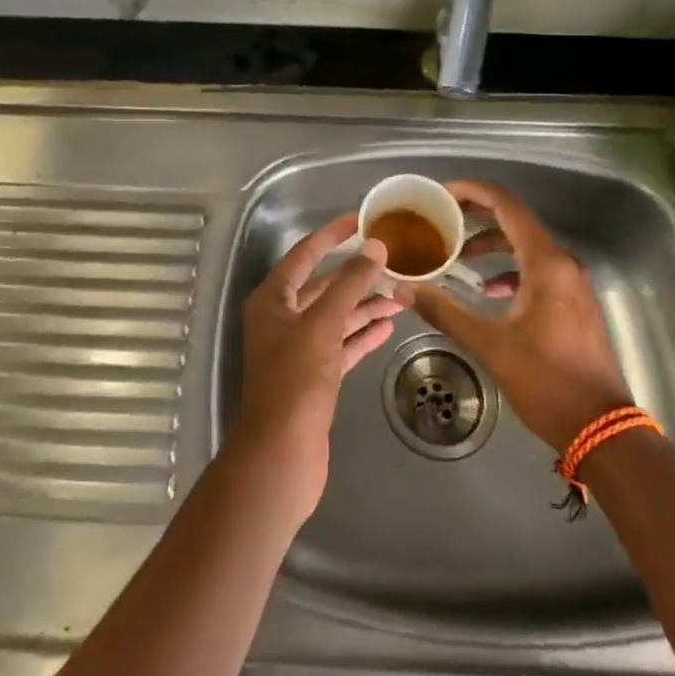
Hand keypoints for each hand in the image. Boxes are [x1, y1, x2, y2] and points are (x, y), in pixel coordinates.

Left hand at [232, 214, 403, 519]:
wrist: (281, 455)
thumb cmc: (295, 381)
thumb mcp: (322, 324)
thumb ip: (349, 283)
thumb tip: (374, 247)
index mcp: (272, 299)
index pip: (304, 254)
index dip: (332, 235)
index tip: (361, 219)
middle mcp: (282, 319)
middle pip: (323, 286)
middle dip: (357, 274)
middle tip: (393, 261)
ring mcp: (298, 349)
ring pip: (336, 316)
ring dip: (365, 305)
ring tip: (402, 294)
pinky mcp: (314, 377)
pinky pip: (341, 345)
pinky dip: (362, 334)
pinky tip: (388, 325)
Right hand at [396, 179, 631, 453]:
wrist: (603, 430)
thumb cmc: (547, 381)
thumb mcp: (490, 345)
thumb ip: (445, 312)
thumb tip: (404, 289)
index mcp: (545, 263)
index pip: (506, 205)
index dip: (472, 191)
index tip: (441, 194)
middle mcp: (562, 263)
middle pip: (515, 221)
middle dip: (476, 217)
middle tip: (441, 221)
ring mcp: (572, 283)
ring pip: (525, 246)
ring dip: (491, 245)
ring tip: (457, 256)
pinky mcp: (573, 302)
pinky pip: (536, 269)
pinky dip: (508, 269)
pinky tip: (488, 291)